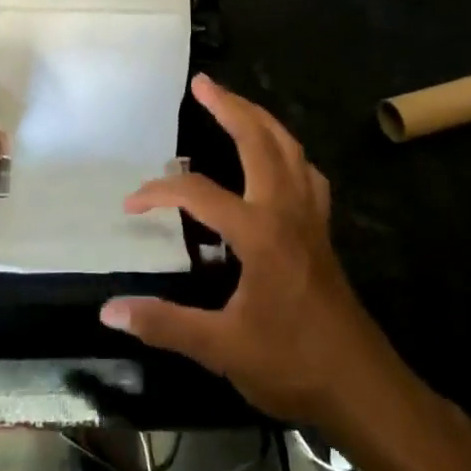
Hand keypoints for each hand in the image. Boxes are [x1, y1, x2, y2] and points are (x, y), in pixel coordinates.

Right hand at [100, 75, 384, 424]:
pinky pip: (306, 173)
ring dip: (261, 120)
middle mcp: (287, 210)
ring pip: (289, 148)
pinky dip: (288, 152)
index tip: (131, 204)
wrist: (361, 386)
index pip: (198, 193)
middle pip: (259, 140)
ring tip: (236, 103)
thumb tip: (109, 311)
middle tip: (202, 84)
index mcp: (259, 231)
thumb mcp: (221, 349)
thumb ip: (164, 323)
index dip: (160, 192)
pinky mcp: (322, 230)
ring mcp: (310, 216)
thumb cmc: (291, 363)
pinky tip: (277, 158)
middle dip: (229, 107)